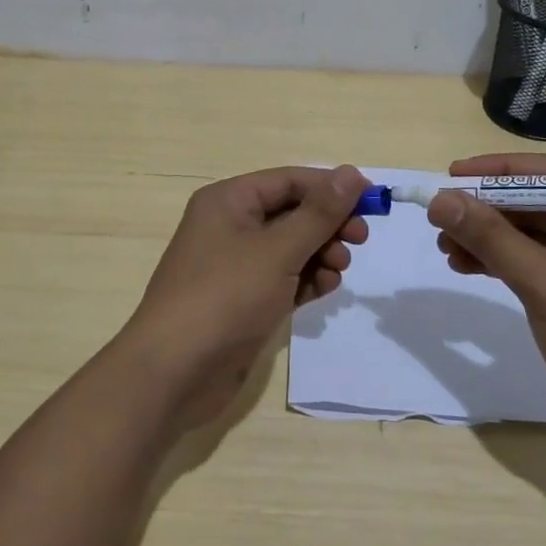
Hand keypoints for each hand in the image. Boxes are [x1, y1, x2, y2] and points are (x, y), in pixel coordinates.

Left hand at [119, 165, 369, 429]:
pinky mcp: (243, 300)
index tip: (372, 201)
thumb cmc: (225, 297)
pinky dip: (306, 280)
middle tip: (360, 239)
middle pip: (292, 212)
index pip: (290, 180)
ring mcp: (235, 265)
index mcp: (229, 201)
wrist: (174, 373)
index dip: (331, 187)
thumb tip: (353, 173)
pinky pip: (284, 278)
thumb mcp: (278, 250)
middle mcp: (230, 225)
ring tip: (338, 270)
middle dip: (327, 224)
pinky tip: (325, 289)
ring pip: (291, 247)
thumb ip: (319, 213)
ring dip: (321, 253)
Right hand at [427, 153, 545, 457]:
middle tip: (441, 217)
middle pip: (539, 204)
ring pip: (533, 234)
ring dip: (489, 238)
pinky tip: (466, 266)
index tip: (452, 173)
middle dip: (487, 211)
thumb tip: (440, 199)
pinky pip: (536, 262)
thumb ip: (492, 238)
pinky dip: (502, 262)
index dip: (498, 171)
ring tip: (444, 247)